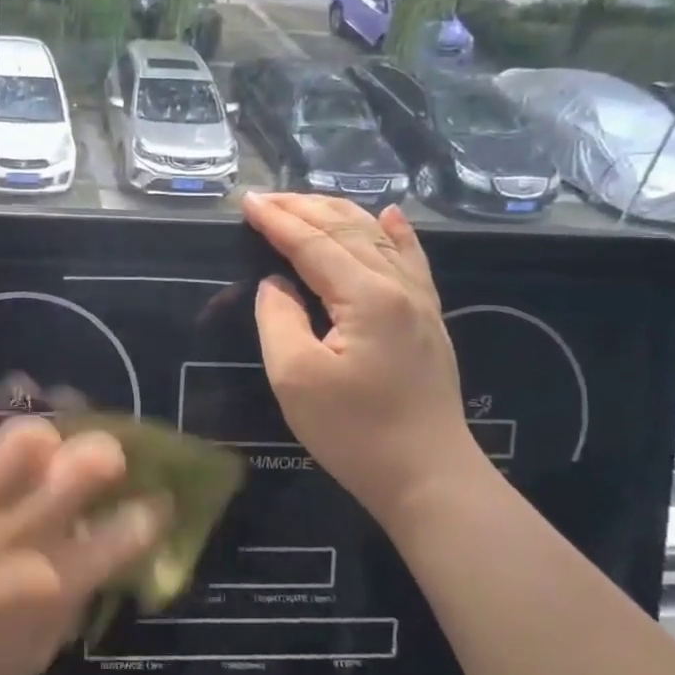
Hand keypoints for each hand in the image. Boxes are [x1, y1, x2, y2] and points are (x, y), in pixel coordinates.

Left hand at [0, 410, 166, 674]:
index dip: (152, 511)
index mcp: (55, 581)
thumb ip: (70, 602)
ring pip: (25, 434)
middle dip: (106, 455)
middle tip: (93, 466)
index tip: (151, 504)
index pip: (129, 531)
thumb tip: (91, 555)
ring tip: (26, 456)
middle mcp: (22, 530)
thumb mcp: (34, 657)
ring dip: (35, 441)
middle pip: (90, 461)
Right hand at [244, 192, 483, 522]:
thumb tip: (277, 283)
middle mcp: (399, 286)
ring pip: (378, 238)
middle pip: (347, 230)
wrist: (428, 476)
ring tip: (305, 202)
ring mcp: (420, 301)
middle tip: (265, 198)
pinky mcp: (429, 320)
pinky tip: (390, 214)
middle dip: (303, 208)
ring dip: (339, 214)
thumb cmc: (354, 432)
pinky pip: (412, 260)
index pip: (312, 244)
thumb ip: (279, 319)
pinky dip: (396, 232)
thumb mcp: (295, 378)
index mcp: (366, 296)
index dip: (276, 221)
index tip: (246, 202)